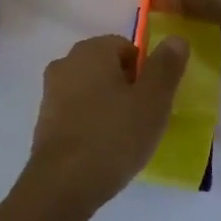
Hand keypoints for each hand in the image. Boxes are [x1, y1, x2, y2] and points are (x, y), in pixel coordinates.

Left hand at [24, 34, 188, 212]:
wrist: (63, 183)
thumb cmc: (114, 136)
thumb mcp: (153, 101)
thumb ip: (165, 66)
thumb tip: (176, 38)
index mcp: (91, 50)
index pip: (127, 47)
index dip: (146, 73)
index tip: (154, 101)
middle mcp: (66, 62)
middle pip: (107, 67)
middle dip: (127, 89)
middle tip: (144, 120)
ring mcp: (51, 91)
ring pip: (91, 90)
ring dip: (109, 106)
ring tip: (125, 138)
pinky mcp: (45, 119)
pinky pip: (77, 112)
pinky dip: (91, 123)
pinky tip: (103, 149)